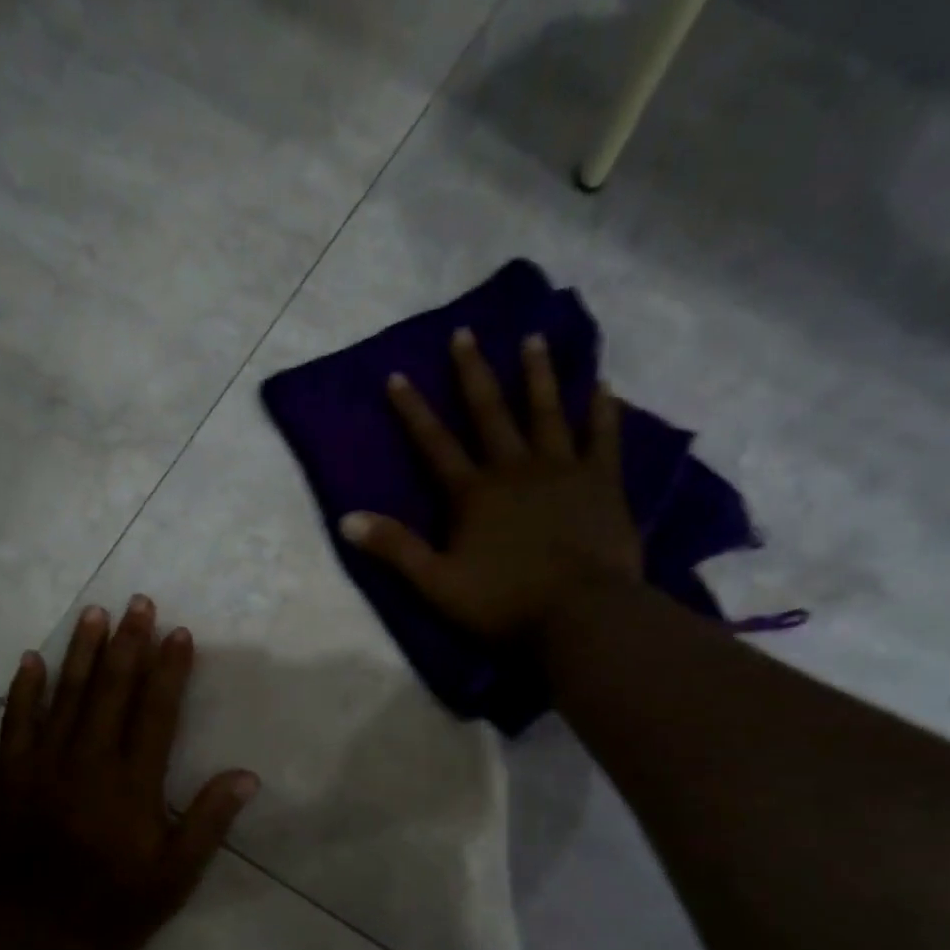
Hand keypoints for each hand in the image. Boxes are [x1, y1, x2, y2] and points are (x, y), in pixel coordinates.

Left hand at [0, 596, 259, 949]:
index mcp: (132, 784)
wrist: (30, 938)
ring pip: (66, 695)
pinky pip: (16, 722)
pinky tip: (31, 659)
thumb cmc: (111, 908)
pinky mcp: (9, 777)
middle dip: (128, 643)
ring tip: (94, 613)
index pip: (156, 712)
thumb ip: (207, 823)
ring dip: (81, 652)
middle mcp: (88, 762)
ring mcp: (43, 765)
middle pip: (111, 690)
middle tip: (138, 603)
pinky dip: (24, 689)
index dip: (169, 670)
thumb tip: (246, 776)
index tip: (178, 633)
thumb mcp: (174, 878)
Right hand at [338, 328, 639, 637]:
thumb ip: (394, 549)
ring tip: (533, 339)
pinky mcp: (603, 483)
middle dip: (473, 374)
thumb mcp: (436, 584)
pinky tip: (603, 384)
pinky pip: (603, 438)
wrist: (579, 616)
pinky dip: (602, 410)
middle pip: (490, 414)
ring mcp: (562, 471)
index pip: (434, 445)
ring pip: (546, 413)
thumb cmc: (502, 604)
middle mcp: (514, 469)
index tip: (397, 375)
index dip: (414, 411)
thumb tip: (345, 519)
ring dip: (537, 376)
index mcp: (472, 494)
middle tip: (465, 333)